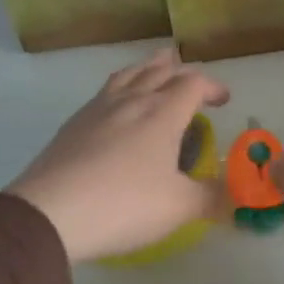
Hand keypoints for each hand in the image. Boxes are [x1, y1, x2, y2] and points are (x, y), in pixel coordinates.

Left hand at [7, 48, 230, 261]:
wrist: (47, 215)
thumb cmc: (123, 204)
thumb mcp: (179, 207)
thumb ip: (212, 198)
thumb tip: (236, 199)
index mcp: (163, 113)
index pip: (193, 84)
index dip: (212, 87)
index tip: (224, 101)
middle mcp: (132, 101)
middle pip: (159, 71)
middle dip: (180, 71)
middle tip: (191, 79)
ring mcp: (98, 110)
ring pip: (128, 75)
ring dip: (147, 69)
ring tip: (156, 68)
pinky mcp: (72, 125)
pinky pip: (104, 91)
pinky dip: (121, 86)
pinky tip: (117, 103)